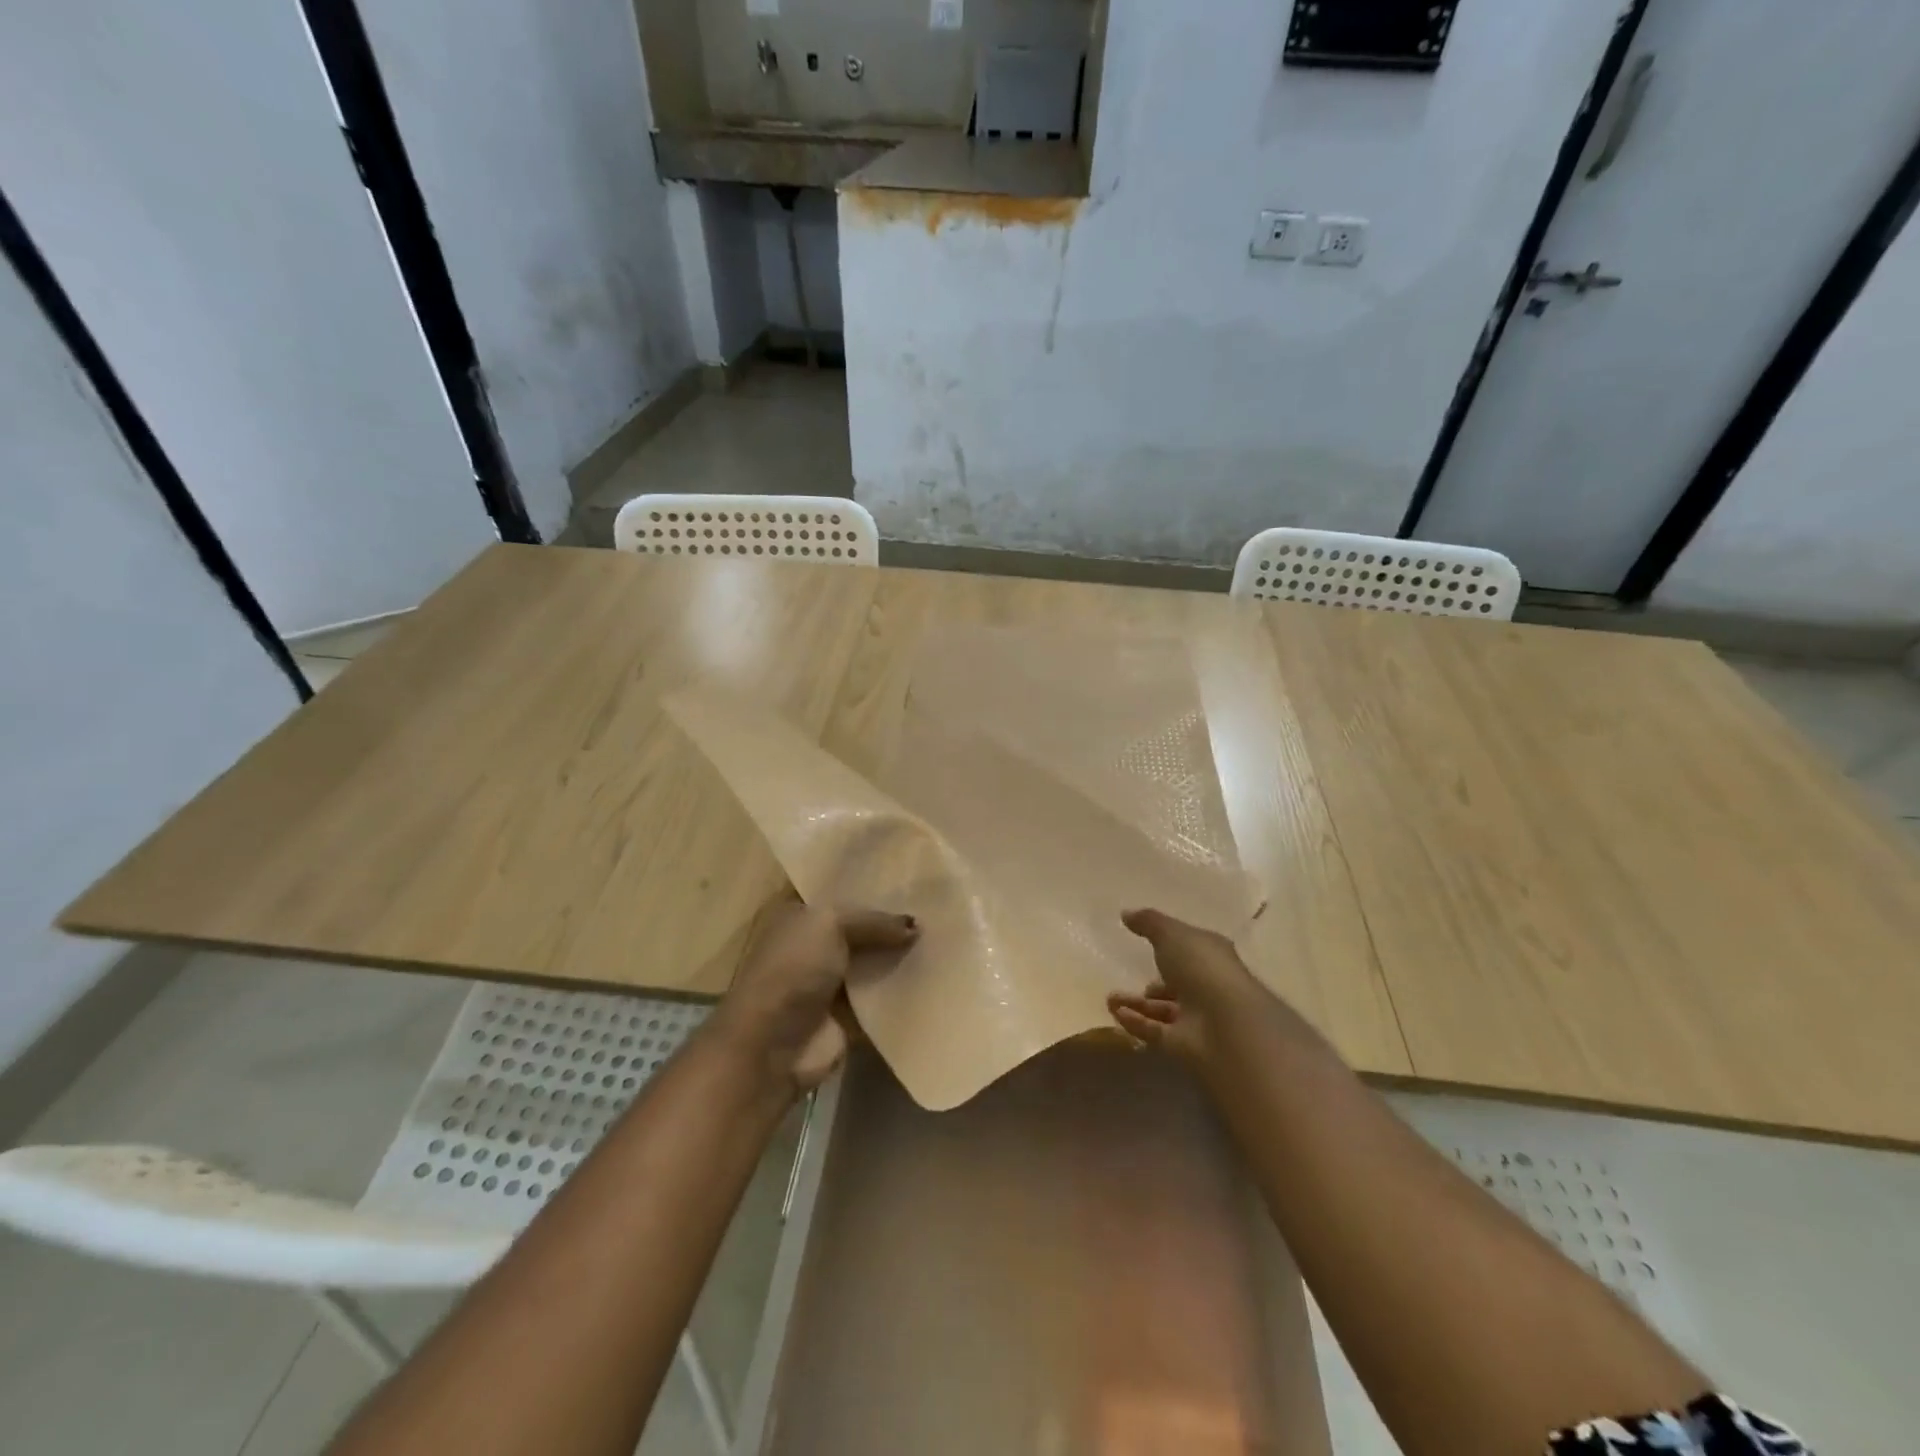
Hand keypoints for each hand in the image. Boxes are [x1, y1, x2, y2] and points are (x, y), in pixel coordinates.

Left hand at [711, 897, 917, 1095]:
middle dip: (892, 921)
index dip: (869, 884)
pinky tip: (937, 976)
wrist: (772, 1046)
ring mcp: (830, 982)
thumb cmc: (793, 970)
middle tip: (936, 907)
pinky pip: (882, 997)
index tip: (909, 877)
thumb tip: (916, 926)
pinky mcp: (847, 1016)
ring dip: (901, 956)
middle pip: (860, 928)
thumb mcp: (830, 924)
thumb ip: (874, 920)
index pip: (837, 891)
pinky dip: (903, 991)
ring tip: (944, 939)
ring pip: (874, 962)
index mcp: (798, 915)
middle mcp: (813, 945)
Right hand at [1107, 907, 1261, 1066]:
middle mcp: (1207, 986)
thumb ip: (1148, 922)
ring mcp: (1198, 1018)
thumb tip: (1126, 913)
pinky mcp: (1184, 1045)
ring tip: (1109, 999)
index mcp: (1211, 956)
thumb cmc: (1201, 967)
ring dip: (1136, 1004)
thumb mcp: (1171, 934)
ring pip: (1162, 1010)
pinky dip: (1136, 1023)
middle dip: (1152, 984)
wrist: (1224, 1023)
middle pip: (1176, 984)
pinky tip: (1115, 1014)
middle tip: (1124, 977)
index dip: (1170, 947)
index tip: (1144, 944)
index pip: (1190, 950)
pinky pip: (1155, 1032)